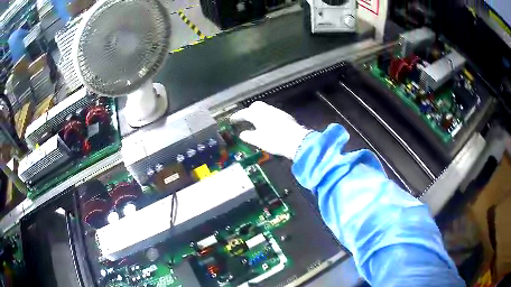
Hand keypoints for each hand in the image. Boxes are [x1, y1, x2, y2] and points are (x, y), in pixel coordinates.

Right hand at [230, 101, 310, 159]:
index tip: (232, 120)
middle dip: (249, 111)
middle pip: (256, 106)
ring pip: (266, 109)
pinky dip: (267, 117)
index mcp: (258, 114)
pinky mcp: (286, 117)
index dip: (237, 116)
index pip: (245, 113)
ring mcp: (278, 112)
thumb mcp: (258, 140)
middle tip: (245, 119)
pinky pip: (273, 113)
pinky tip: (269, 125)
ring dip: (259, 114)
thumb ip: (248, 136)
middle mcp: (268, 110)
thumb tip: (242, 134)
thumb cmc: (274, 140)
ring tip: (256, 123)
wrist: (297, 141)